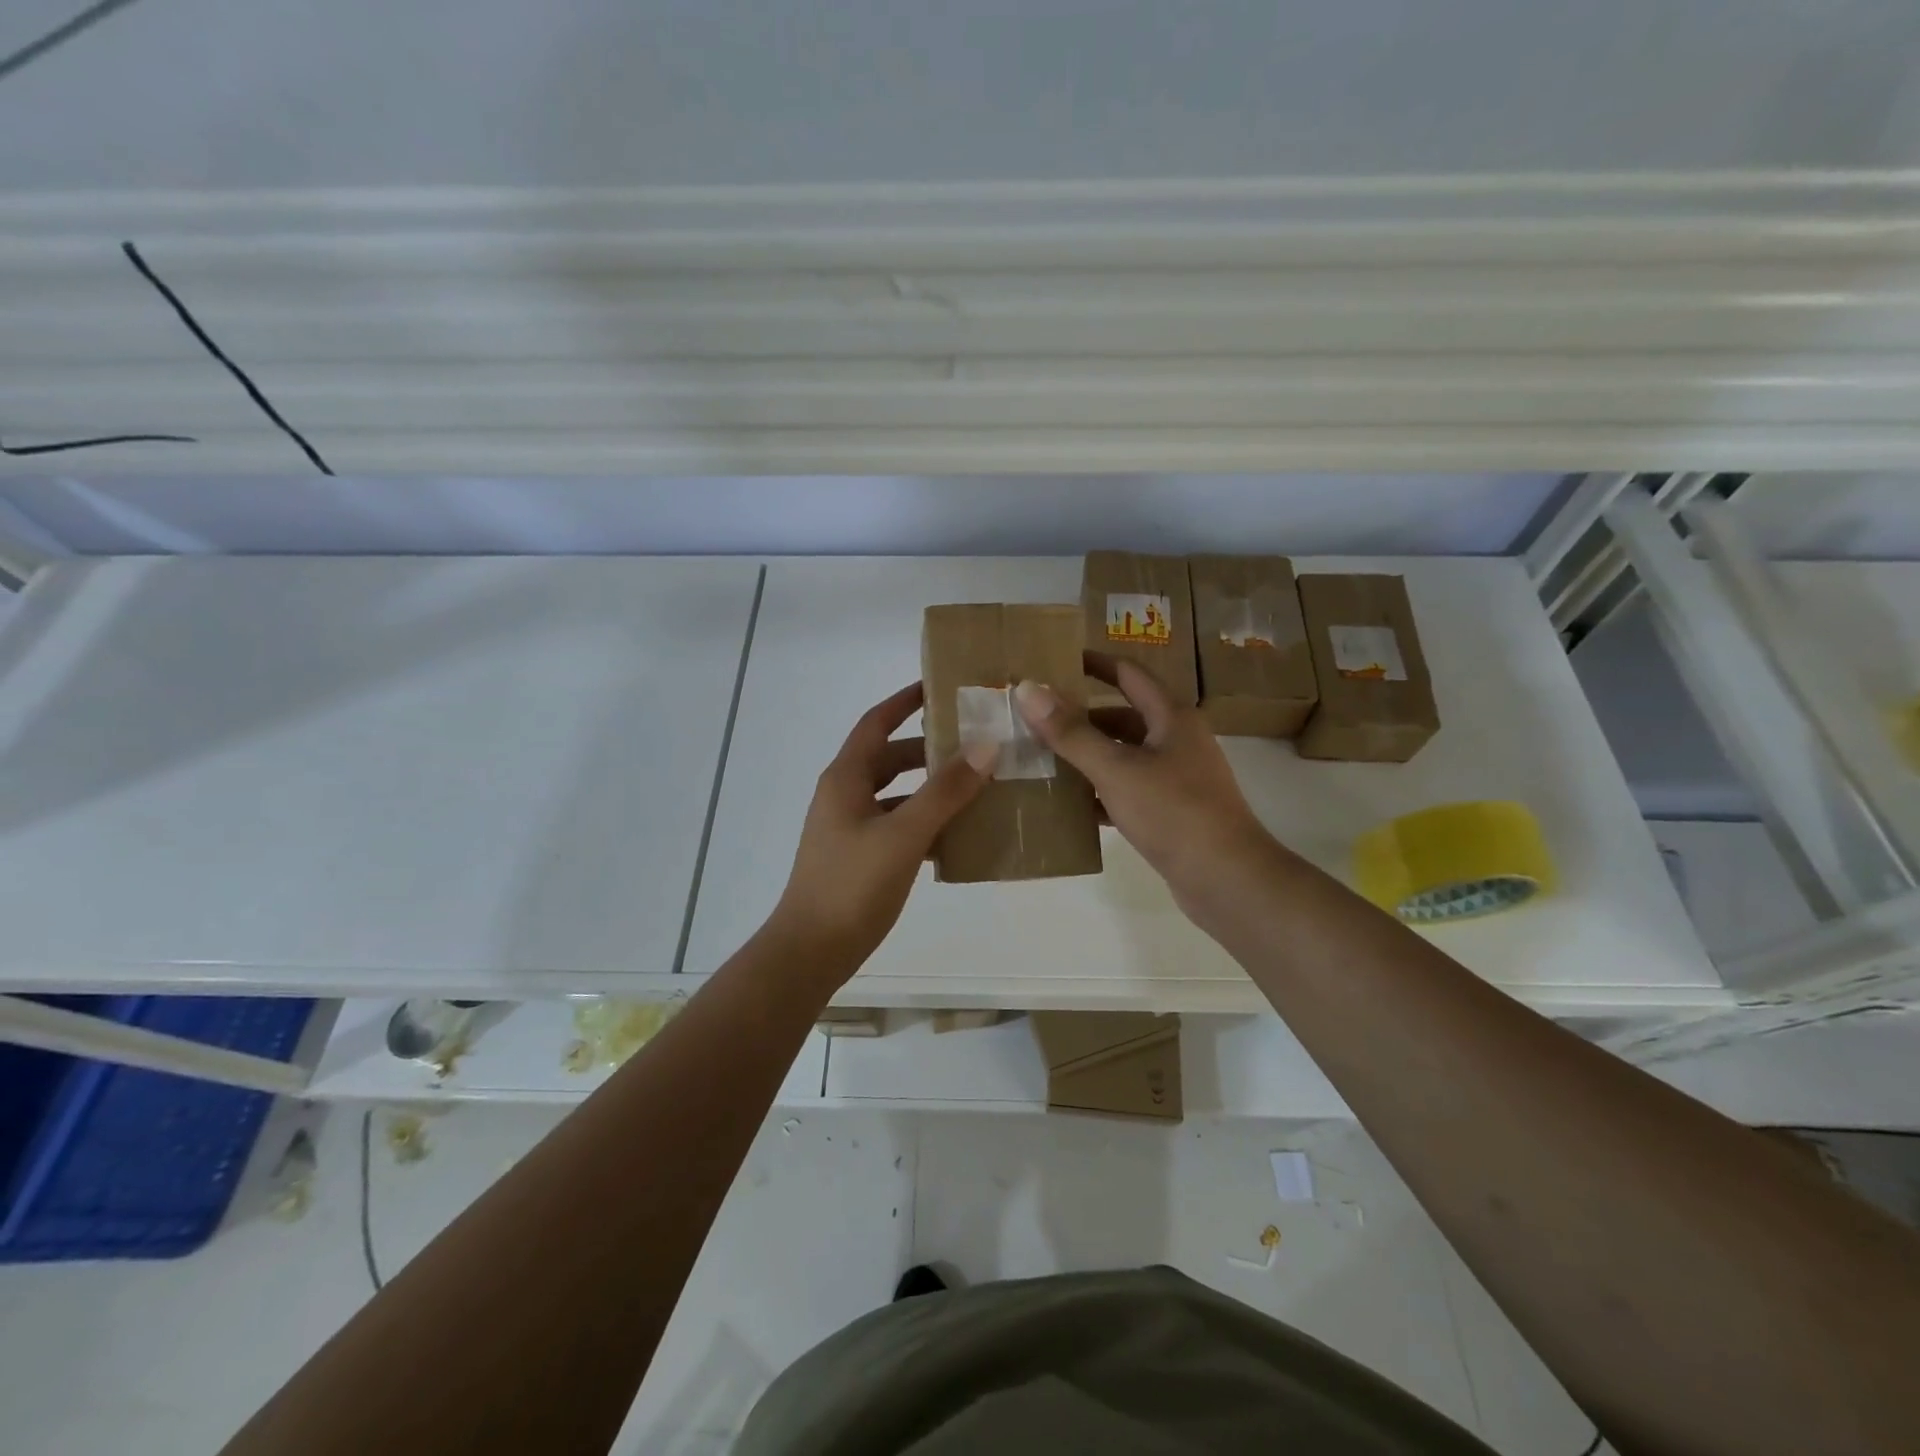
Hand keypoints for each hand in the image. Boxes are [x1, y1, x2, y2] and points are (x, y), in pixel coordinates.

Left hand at [766, 682, 994, 982]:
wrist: (810, 952)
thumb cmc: (852, 885)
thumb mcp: (903, 834)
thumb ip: (945, 791)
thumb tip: (985, 746)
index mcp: (846, 778)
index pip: (876, 722)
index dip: (905, 700)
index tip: (940, 685)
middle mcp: (845, 795)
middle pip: (890, 757)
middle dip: (929, 748)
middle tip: (975, 741)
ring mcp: (851, 828)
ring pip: (897, 794)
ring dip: (931, 787)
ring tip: (977, 784)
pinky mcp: (860, 856)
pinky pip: (898, 825)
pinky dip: (926, 822)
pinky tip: (959, 833)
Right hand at [1013, 653, 1278, 916]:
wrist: (1227, 879)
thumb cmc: (1174, 812)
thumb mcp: (1116, 768)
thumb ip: (1071, 732)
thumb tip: (1028, 688)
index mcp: (1171, 717)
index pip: (1128, 674)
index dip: (1094, 663)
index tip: (1055, 659)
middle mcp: (1177, 741)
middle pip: (1122, 716)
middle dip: (1081, 716)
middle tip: (1036, 718)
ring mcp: (1177, 778)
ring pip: (1123, 756)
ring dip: (1087, 755)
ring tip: (1042, 758)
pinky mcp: (1171, 812)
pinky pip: (1127, 790)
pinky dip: (1100, 792)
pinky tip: (1069, 803)